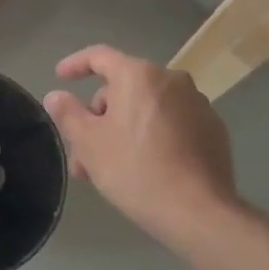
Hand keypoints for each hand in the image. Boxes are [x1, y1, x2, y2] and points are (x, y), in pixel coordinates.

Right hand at [43, 46, 256, 250]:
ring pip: (146, 109)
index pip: (100, 56)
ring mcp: (197, 104)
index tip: (60, 77)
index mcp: (139, 76)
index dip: (75, 64)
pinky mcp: (212, 129)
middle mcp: (171, 80)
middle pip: (123, 88)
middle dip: (99, 117)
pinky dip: (153, 136)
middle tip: (84, 153)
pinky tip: (146, 168)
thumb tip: (56, 96)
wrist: (199, 212)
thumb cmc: (136, 170)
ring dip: (123, 130)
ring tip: (109, 168)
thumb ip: (68, 113)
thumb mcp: (90, 143)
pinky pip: (171, 123)